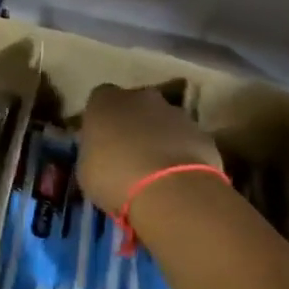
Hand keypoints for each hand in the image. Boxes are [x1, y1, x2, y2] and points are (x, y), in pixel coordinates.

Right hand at [77, 84, 222, 213]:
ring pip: (164, 120)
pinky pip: (186, 139)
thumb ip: (93, 151)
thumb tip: (99, 152)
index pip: (99, 98)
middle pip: (135, 103)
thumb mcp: (86, 169)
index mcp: (105, 101)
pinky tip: (177, 177)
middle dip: (132, 122)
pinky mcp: (202, 134)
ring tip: (155, 168)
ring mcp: (175, 113)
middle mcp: (141, 97)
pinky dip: (182, 152)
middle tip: (128, 151)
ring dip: (159, 136)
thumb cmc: (114, 177)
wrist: (170, 191)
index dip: (101, 118)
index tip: (100, 138)